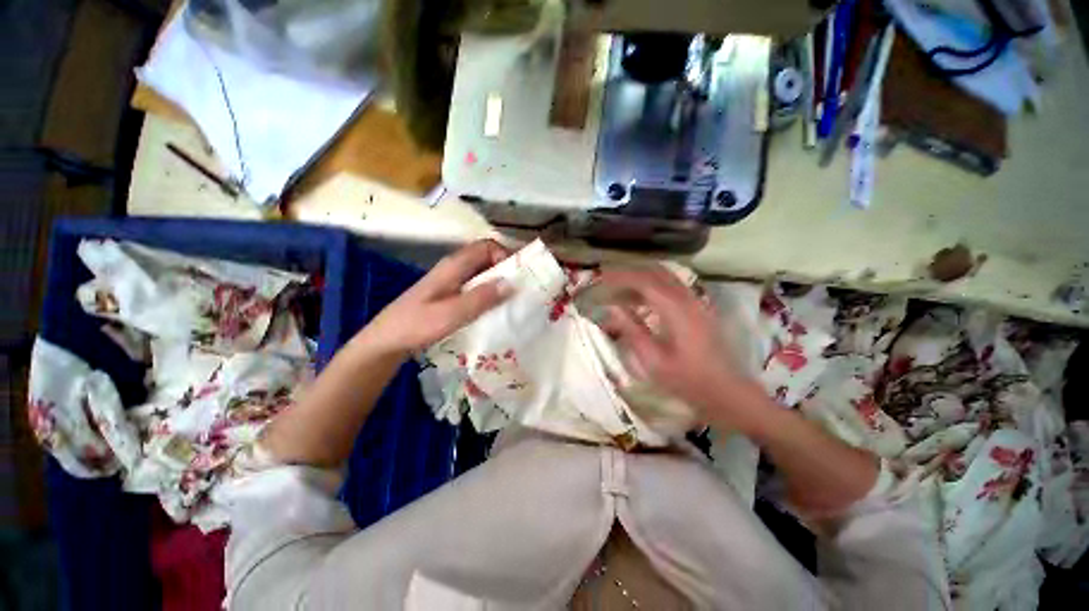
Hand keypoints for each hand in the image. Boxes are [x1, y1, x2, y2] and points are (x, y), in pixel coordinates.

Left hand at [363, 239, 512, 355]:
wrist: (386, 341)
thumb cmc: (416, 326)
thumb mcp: (451, 314)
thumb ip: (481, 299)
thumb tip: (512, 283)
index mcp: (453, 266)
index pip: (486, 246)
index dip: (505, 254)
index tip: (519, 275)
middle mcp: (454, 268)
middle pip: (486, 258)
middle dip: (506, 269)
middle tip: (523, 289)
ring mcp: (451, 281)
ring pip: (482, 272)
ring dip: (499, 281)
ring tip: (515, 299)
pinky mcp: (450, 294)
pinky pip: (476, 286)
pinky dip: (489, 292)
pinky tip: (496, 309)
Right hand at [596, 265, 772, 434]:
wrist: (730, 394)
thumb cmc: (689, 381)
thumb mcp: (653, 360)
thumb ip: (632, 329)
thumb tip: (612, 307)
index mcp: (675, 309)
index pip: (643, 281)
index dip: (619, 277)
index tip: (600, 279)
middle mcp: (687, 298)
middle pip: (655, 273)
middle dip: (629, 273)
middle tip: (607, 281)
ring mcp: (696, 302)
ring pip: (665, 277)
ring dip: (641, 279)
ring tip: (619, 290)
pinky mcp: (699, 309)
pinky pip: (673, 287)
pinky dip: (653, 287)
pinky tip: (641, 300)